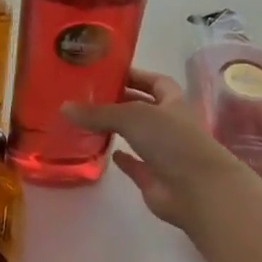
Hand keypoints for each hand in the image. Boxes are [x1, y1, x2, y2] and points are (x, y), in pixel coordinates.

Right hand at [63, 69, 250, 232]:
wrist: (197, 189)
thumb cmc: (172, 141)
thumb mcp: (132, 116)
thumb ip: (98, 112)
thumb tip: (64, 107)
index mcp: (173, 103)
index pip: (156, 82)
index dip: (136, 75)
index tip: (109, 72)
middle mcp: (170, 125)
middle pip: (144, 108)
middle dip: (122, 101)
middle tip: (89, 96)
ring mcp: (164, 152)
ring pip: (138, 136)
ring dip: (119, 129)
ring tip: (88, 121)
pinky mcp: (155, 177)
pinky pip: (136, 165)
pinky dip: (123, 159)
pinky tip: (105, 152)